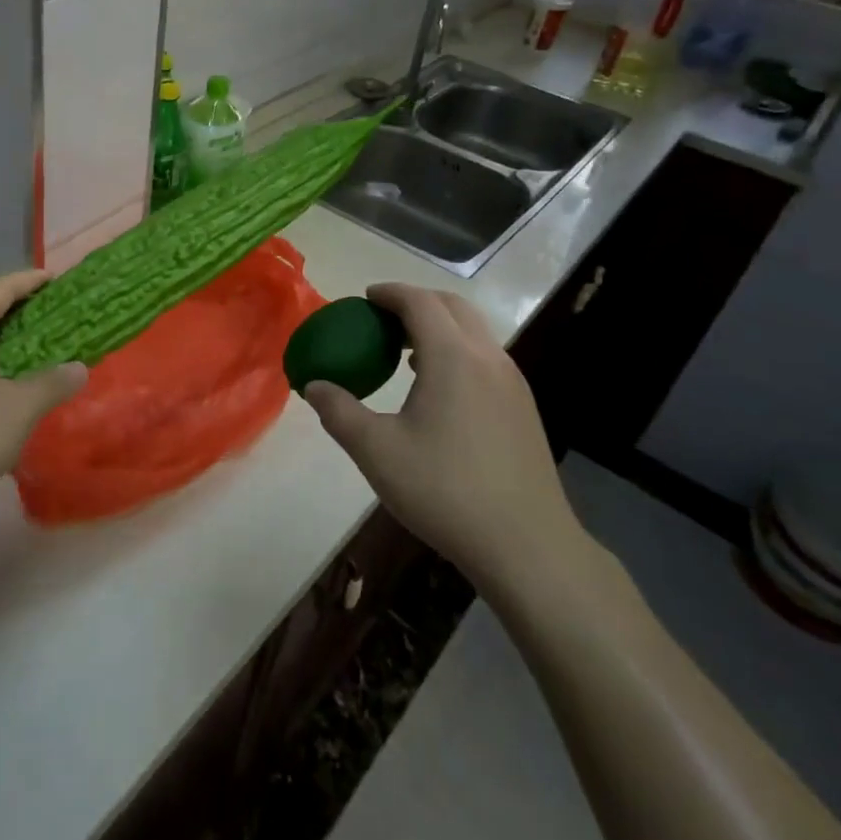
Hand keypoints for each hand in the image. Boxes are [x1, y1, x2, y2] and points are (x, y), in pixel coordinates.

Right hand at [301, 284, 588, 595]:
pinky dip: (457, 350)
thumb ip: (339, 412)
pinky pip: (485, 357)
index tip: (364, 299)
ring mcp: (512, 382)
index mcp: (453, 357)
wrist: (527, 545)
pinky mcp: (523, 407)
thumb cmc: (444, 491)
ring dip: (439, 326)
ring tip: (406, 351)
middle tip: (382, 319)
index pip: (419, 302)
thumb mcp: (377, 452)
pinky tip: (438, 388)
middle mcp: (487, 358)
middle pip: (452, 306)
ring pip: (474, 331)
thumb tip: (313, 386)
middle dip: (416, 301)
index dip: (389, 293)